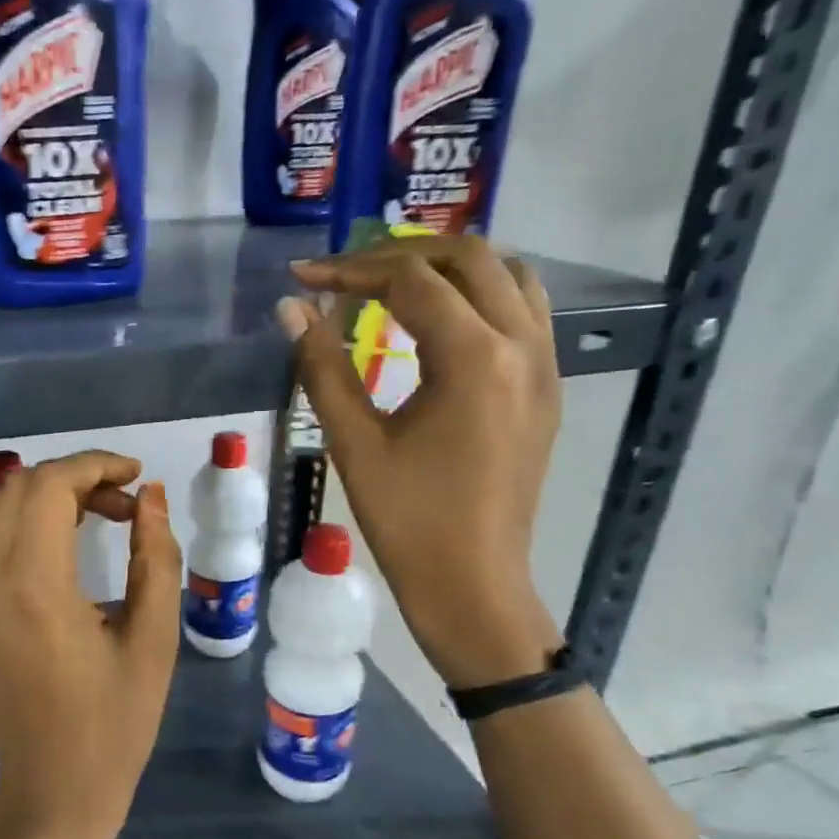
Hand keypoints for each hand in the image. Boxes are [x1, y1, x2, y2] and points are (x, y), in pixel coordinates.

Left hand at [0, 450, 181, 838]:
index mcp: (36, 585)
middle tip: (121, 508)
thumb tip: (150, 496)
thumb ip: (155, 557)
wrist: (54, 794)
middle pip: (16, 488)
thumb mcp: (154, 639)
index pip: (51, 485)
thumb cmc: (115, 723)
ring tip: (76, 521)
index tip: (135, 478)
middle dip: (73, 480)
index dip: (96, 466)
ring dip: (29, 498)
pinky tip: (37, 555)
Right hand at [279, 234, 562, 688]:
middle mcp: (522, 347)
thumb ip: (322, 366)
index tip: (304, 277)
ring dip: (450, 267)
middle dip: (401, 254)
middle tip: (346, 273)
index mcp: (473, 359)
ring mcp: (545, 367)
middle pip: (469, 258)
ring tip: (393, 284)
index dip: (351, 270)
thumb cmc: (407, 520)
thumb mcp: (354, 442)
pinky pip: (525, 311)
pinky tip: (439, 322)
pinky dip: (480, 295)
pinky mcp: (547, 389)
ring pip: (509, 276)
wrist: (473, 584)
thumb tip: (290, 307)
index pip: (411, 281)